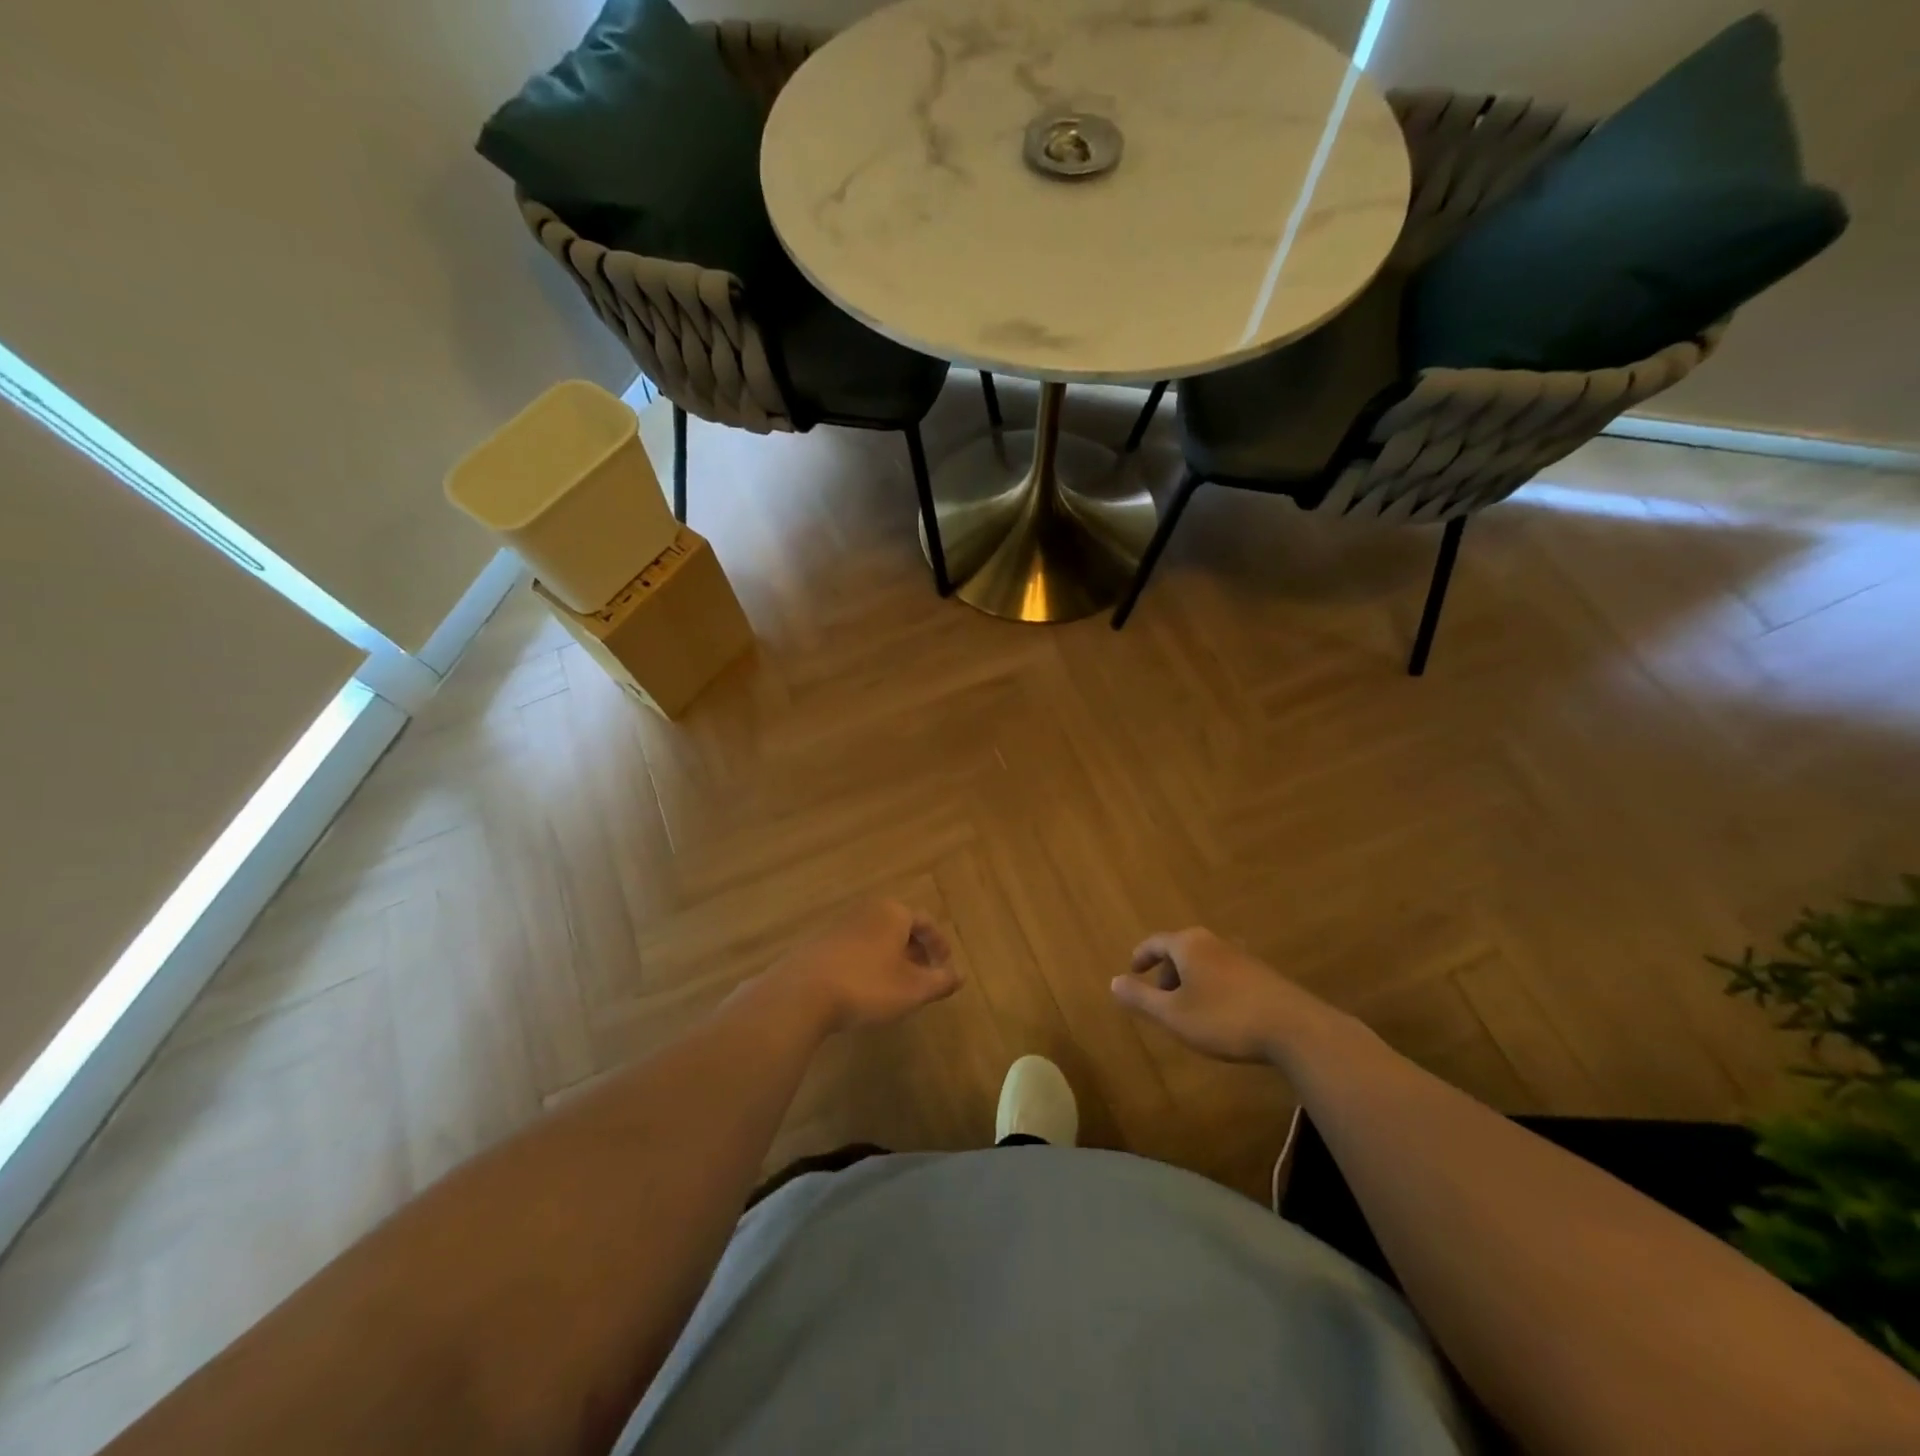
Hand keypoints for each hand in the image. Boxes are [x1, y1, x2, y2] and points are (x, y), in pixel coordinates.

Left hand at [763, 899, 959, 1033]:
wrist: (802, 994)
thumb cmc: (867, 986)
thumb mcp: (913, 989)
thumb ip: (940, 981)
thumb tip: (960, 975)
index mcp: (893, 912)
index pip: (926, 922)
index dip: (939, 946)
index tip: (945, 969)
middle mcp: (867, 910)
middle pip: (899, 926)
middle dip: (915, 951)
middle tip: (923, 978)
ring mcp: (839, 925)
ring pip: (876, 938)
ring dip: (890, 958)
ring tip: (896, 986)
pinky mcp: (819, 944)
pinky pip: (854, 948)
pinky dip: (867, 963)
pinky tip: (864, 989)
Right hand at [1111, 927, 1341, 1064]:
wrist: (1295, 1029)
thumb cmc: (1224, 1018)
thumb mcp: (1173, 1014)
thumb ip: (1141, 998)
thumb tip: (1113, 981)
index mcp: (1189, 944)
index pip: (1155, 942)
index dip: (1140, 957)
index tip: (1132, 971)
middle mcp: (1213, 942)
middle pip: (1180, 950)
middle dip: (1166, 972)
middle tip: (1159, 999)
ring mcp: (1241, 956)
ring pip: (1204, 963)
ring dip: (1190, 982)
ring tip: (1188, 1011)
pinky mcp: (1262, 974)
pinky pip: (1224, 973)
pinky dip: (1211, 987)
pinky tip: (1219, 1014)